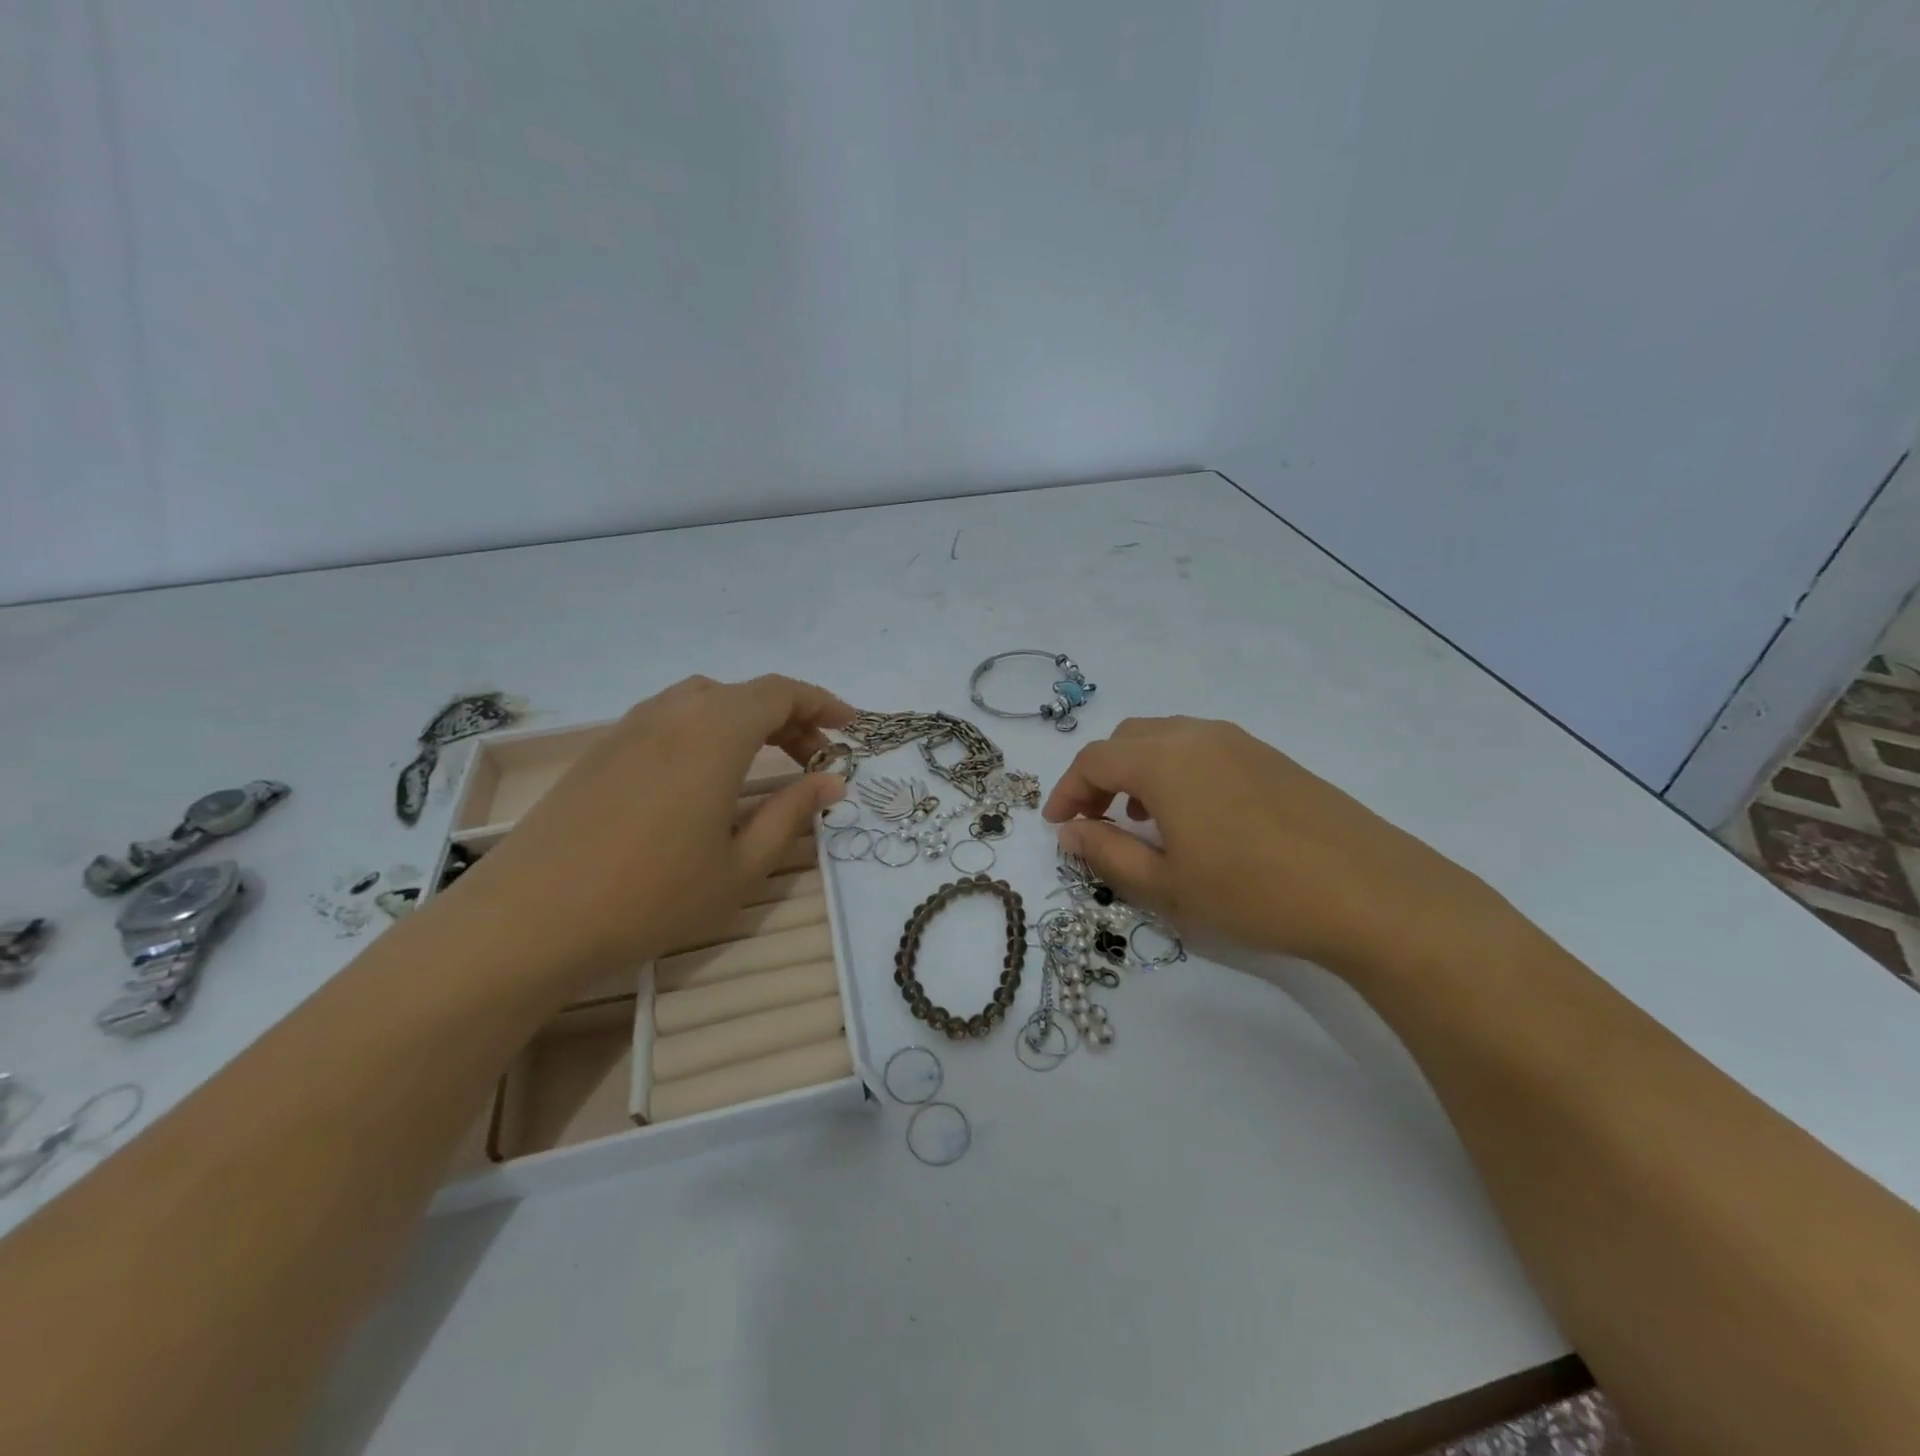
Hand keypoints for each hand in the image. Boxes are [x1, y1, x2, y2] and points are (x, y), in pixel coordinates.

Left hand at [437, 675, 851, 991]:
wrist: (528, 920)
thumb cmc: (650, 896)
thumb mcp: (740, 865)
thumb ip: (791, 814)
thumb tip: (831, 781)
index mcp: (713, 733)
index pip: (779, 692)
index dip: (821, 702)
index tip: (850, 728)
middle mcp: (672, 715)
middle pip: (742, 693)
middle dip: (788, 716)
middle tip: (814, 755)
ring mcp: (628, 730)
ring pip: (702, 701)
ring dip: (743, 719)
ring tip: (763, 760)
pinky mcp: (600, 752)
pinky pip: (667, 719)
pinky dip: (704, 730)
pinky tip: (703, 777)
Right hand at [1042, 716, 1501, 976]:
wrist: (1371, 893)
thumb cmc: (1253, 892)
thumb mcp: (1167, 885)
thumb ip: (1107, 854)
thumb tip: (1070, 834)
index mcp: (1164, 760)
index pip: (1094, 760)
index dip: (1067, 792)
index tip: (1058, 828)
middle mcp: (1198, 736)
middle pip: (1128, 739)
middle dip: (1100, 775)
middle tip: (1095, 820)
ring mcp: (1240, 742)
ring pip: (1167, 738)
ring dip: (1139, 770)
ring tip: (1142, 818)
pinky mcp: (1272, 757)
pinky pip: (1204, 748)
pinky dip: (1178, 770)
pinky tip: (1196, 816)